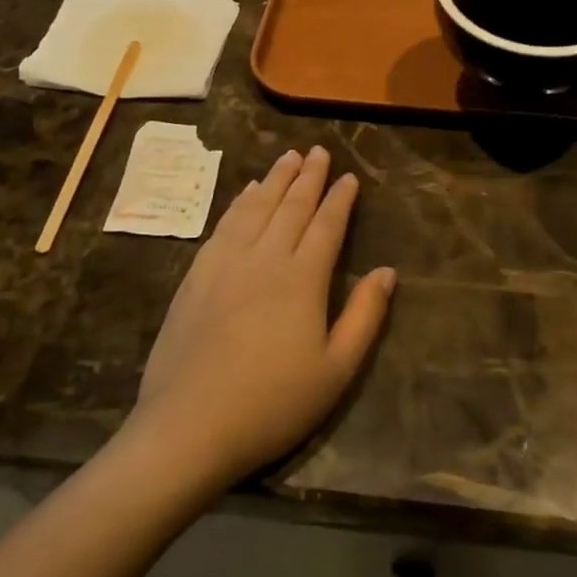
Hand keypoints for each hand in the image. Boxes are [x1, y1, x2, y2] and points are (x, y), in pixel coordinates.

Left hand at [130, 147, 395, 489]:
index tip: (349, 176)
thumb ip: (365, 316)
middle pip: (291, 206)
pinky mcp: (197, 275)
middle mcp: (265, 257)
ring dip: (275, 179)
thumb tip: (386, 271)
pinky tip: (247, 192)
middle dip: (308, 176)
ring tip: (288, 157)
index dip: (340, 199)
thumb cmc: (272, 403)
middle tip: (318, 151)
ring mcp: (226, 262)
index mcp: (303, 278)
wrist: (189, 426)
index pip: (327, 225)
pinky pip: (224, 224)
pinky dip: (240, 202)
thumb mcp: (336, 370)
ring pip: (256, 207)